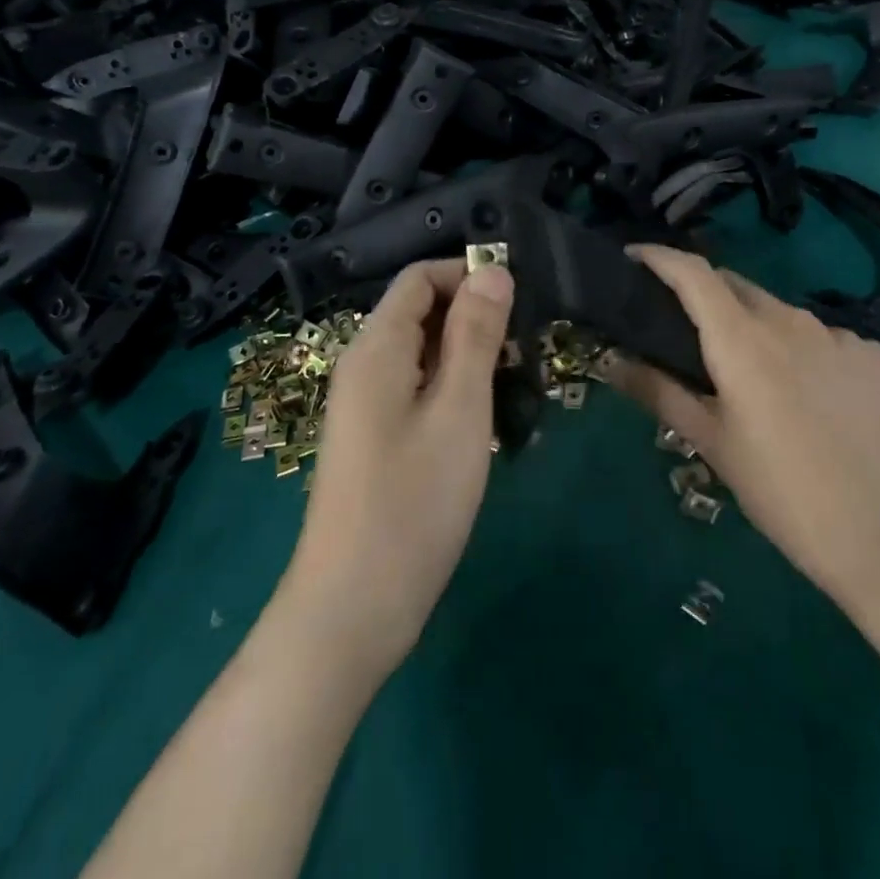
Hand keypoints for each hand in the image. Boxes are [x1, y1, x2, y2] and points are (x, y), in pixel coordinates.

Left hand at [279, 257, 513, 680]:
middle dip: (475, 318)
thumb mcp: (458, 410)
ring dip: (470, 357)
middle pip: (422, 312)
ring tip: (517, 385)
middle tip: (527, 351)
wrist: (352, 609)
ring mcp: (367, 404)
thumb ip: (476, 335)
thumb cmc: (412, 502)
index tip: (519, 303)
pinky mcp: (377, 437)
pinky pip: (418, 389)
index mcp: (377, 347)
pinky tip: (488, 421)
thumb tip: (493, 270)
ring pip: (425, 353)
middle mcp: (365, 365)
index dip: (468, 276)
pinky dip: (454, 389)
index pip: (420, 277)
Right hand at [607, 246, 879, 622]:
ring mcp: (840, 335)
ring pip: (780, 313)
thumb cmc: (789, 497)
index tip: (633, 256)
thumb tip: (610, 360)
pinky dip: (800, 351)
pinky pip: (823, 338)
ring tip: (752, 378)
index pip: (692, 272)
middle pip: (735, 286)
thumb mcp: (715, 447)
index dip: (658, 255)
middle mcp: (791, 320)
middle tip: (684, 331)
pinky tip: (811, 400)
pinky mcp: (877, 357)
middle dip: (703, 294)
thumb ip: (660, 393)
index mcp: (743, 338)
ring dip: (754, 327)